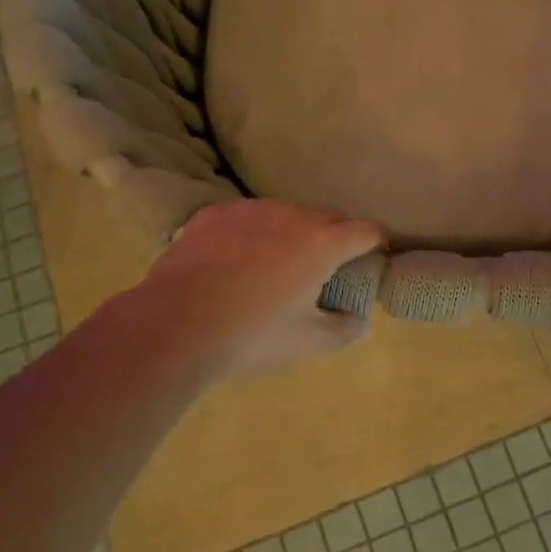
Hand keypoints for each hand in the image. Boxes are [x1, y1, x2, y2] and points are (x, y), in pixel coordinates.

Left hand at [134, 200, 384, 379]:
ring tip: (277, 262)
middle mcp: (291, 215)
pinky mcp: (213, 214)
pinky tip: (236, 258)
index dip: (376, 242)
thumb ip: (342, 330)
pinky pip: (246, 217)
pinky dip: (252, 232)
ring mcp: (249, 210)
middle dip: (335, 237)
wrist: (174, 324)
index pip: (366, 231)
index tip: (375, 256)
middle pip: (328, 218)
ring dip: (292, 232)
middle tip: (327, 267)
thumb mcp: (305, 341)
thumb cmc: (252, 334)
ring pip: (285, 214)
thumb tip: (362, 324)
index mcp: (322, 243)